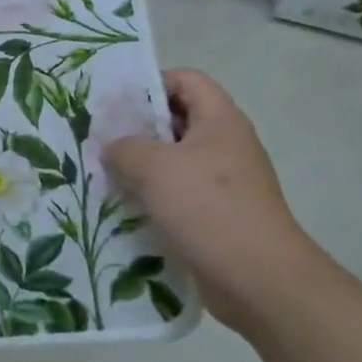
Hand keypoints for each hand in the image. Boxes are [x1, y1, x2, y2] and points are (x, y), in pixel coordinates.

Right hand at [101, 69, 326, 336]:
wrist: (260, 282)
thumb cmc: (209, 209)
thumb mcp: (153, 167)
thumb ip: (124, 147)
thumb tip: (112, 149)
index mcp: (220, 120)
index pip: (185, 79)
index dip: (151, 84)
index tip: (117, 104)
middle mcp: (226, 144)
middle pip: (177, 120)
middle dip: (138, 129)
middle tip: (101, 139)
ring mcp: (225, 183)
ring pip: (175, 161)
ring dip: (141, 168)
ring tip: (106, 175)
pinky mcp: (219, 216)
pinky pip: (180, 195)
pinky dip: (154, 199)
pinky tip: (126, 210)